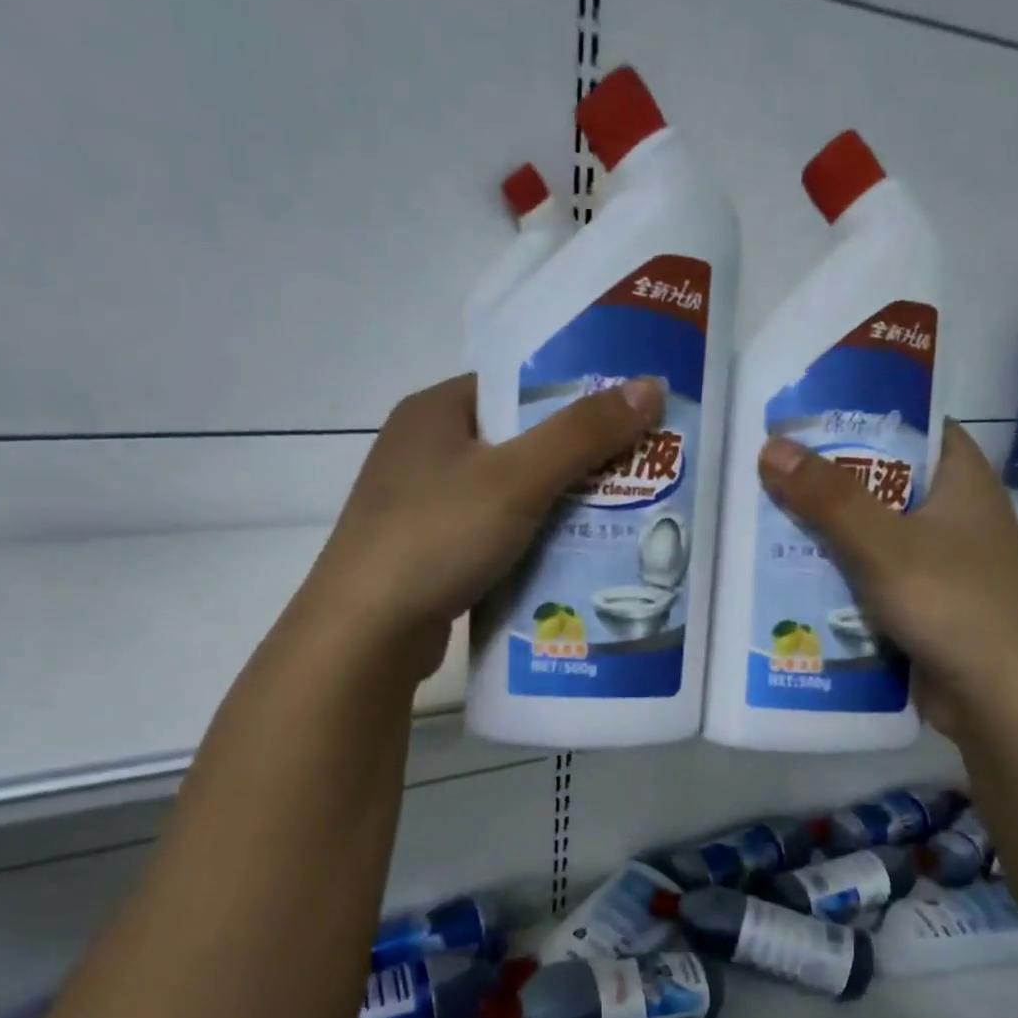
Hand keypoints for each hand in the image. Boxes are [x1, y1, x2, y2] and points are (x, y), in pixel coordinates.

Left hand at [302, 373, 664, 682]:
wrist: (367, 633)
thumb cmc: (437, 536)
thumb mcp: (517, 478)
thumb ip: (583, 433)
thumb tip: (651, 384)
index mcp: (434, 411)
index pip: (516, 388)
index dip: (573, 400)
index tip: (625, 421)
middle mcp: (423, 450)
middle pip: (516, 443)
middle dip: (573, 462)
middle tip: (632, 476)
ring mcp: (422, 505)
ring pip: (507, 495)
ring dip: (554, 508)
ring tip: (613, 521)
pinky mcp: (428, 552)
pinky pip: (492, 535)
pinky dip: (527, 544)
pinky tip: (566, 561)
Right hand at [758, 421, 1017, 733]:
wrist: (999, 702)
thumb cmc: (952, 606)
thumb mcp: (884, 545)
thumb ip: (828, 498)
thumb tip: (770, 446)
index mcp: (962, 481)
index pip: (912, 427)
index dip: (861, 417)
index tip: (803, 421)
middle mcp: (955, 515)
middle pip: (884, 482)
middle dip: (828, 482)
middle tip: (766, 474)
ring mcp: (941, 563)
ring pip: (873, 534)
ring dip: (828, 534)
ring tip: (765, 523)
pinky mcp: (924, 604)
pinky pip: (873, 577)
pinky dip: (839, 576)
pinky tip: (794, 578)